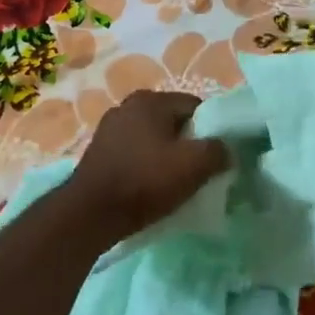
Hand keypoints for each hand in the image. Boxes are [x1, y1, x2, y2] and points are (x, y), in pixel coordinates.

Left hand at [71, 90, 229, 239]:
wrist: (90, 214)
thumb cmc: (145, 181)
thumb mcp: (195, 165)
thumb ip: (219, 150)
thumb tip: (225, 150)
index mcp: (150, 100)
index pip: (196, 107)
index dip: (211, 131)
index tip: (215, 157)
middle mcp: (127, 106)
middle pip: (173, 122)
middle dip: (188, 144)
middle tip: (198, 171)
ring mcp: (109, 129)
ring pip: (153, 139)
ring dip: (166, 157)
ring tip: (174, 183)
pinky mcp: (98, 153)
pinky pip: (134, 154)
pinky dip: (145, 167)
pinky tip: (149, 188)